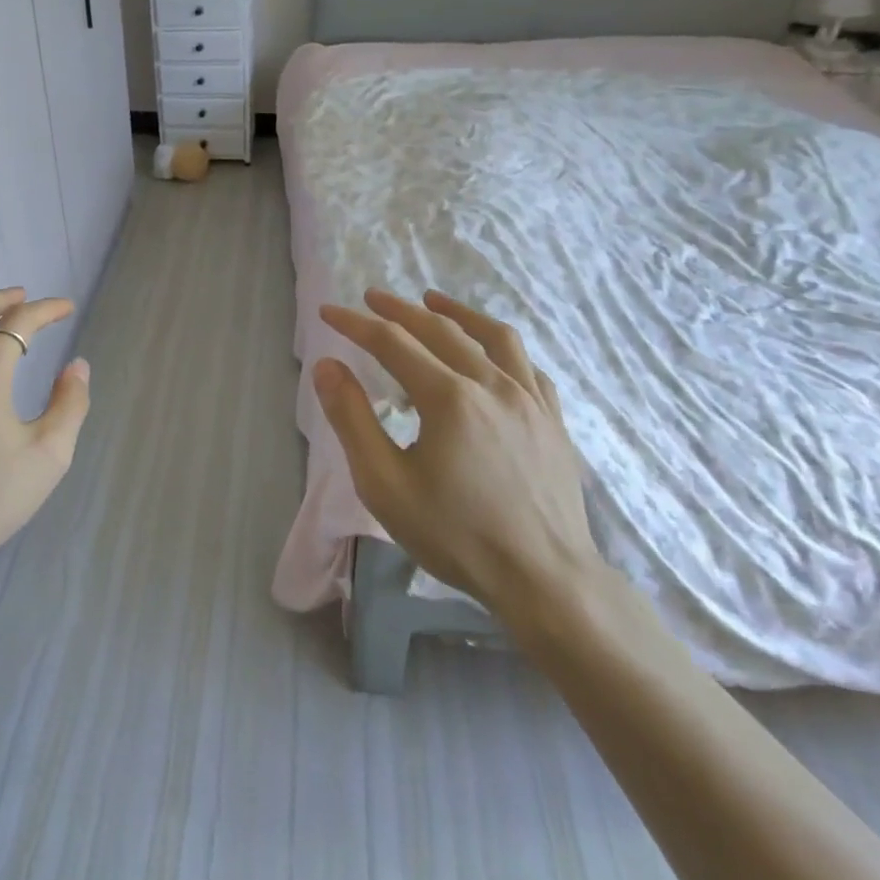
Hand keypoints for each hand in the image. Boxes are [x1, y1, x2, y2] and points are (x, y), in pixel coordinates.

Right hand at [313, 288, 602, 626]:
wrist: (546, 581)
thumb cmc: (456, 535)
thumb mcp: (384, 483)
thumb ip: (351, 419)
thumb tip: (327, 366)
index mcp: (449, 398)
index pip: (392, 343)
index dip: (355, 323)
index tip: (328, 313)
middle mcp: (492, 385)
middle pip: (439, 330)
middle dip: (399, 310)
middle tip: (371, 298)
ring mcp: (530, 400)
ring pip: (493, 337)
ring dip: (456, 312)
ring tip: (433, 300)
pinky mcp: (552, 420)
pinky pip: (527, 366)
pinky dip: (500, 347)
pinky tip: (490, 352)